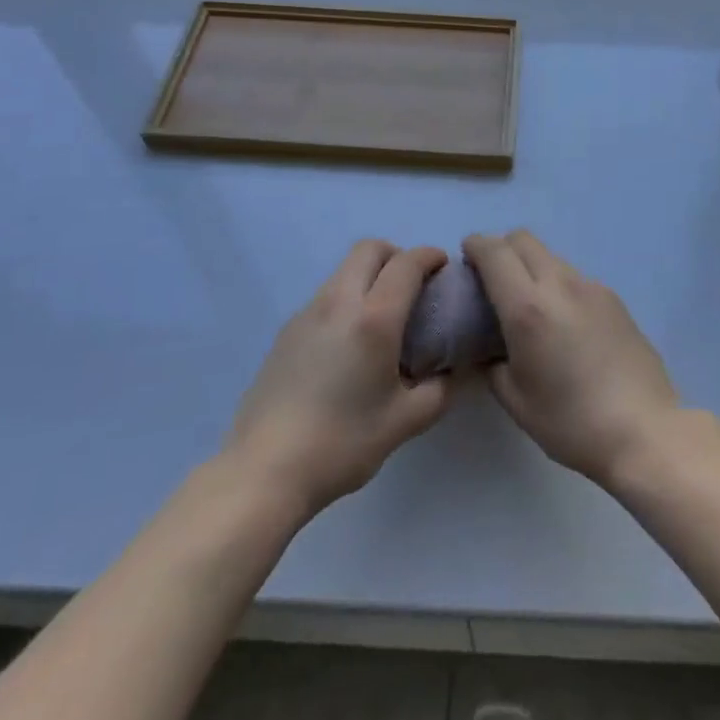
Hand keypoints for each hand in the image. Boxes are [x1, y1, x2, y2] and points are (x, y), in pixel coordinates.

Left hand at [226, 240, 451, 516]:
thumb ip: (439, 390)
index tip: (444, 270)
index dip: (430, 256)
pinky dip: (346, 299)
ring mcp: (307, 313)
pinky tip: (349, 344)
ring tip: (381, 318)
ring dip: (369, 276)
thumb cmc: (342, 443)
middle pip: (369, 249)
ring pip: (344, 270)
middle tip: (412, 288)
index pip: (407, 263)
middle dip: (397, 255)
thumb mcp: (405, 422)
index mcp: (374, 318)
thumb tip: (455, 371)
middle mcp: (339, 302)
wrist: (264, 470)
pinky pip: (325, 295)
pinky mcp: (286, 330)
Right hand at [463, 230, 681, 489]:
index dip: (475, 246)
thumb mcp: (516, 401)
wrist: (644, 430)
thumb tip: (490, 350)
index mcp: (528, 308)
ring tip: (531, 307)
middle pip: (523, 240)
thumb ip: (493, 365)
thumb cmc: (572, 422)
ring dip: (531, 267)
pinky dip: (558, 285)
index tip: (466, 258)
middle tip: (493, 282)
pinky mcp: (614, 298)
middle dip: (501, 250)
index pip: (495, 252)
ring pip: (550, 256)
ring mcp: (591, 287)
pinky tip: (564, 324)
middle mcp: (559, 285)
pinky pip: (574, 277)